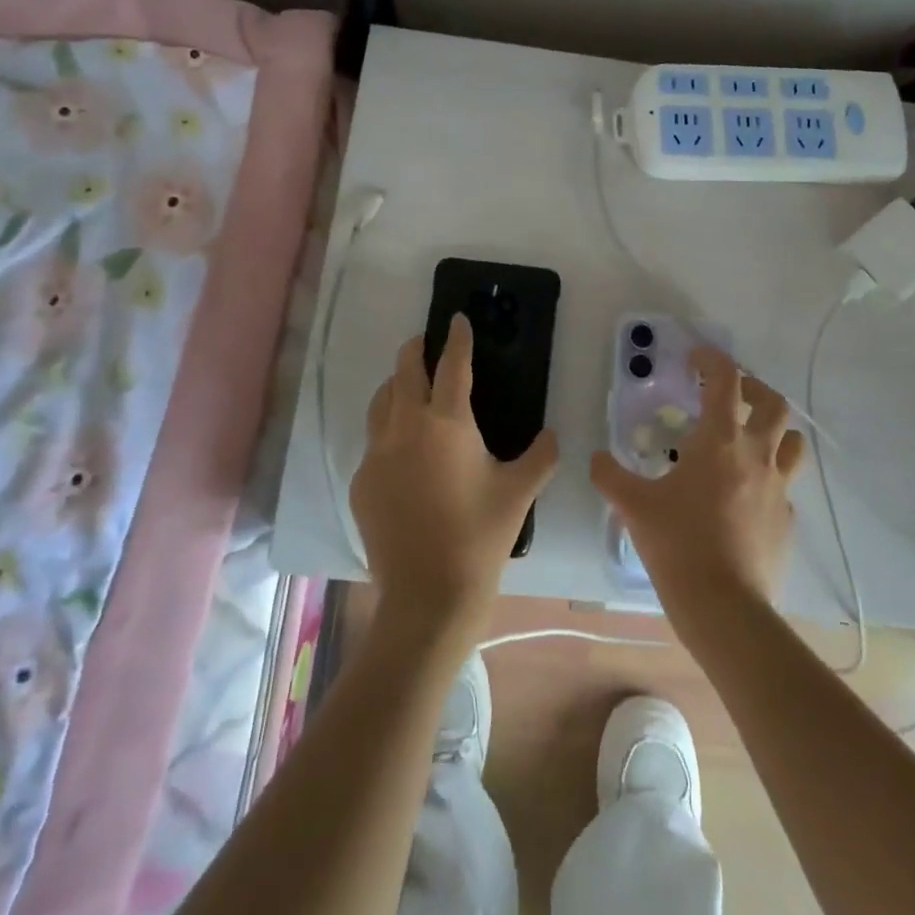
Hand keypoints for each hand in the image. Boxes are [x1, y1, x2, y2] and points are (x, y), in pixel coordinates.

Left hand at [353, 315, 557, 640]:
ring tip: (409, 386)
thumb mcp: (520, 492)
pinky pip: (374, 441)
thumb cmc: (480, 537)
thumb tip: (552, 435)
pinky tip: (402, 450)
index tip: (456, 318)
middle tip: (427, 344)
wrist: (427, 596)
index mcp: (447, 422)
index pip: (452, 364)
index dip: (456, 337)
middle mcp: (406, 427)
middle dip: (416, 350)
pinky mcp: (362, 482)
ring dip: (395, 385)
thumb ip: (541, 455)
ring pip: (380, 401)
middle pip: (404, 371)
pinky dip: (388, 430)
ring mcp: (378, 454)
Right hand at [592, 346, 805, 621]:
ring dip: (773, 429)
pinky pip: (785, 485)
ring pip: (791, 440)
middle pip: (773, 402)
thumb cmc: (679, 545)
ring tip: (748, 437)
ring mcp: (779, 487)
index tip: (694, 358)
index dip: (711, 359)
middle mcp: (757, 454)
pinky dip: (769, 477)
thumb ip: (610, 476)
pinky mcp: (787, 519)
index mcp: (721, 440)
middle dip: (753, 388)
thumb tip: (595, 458)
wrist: (725, 608)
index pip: (725, 379)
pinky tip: (746, 494)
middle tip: (728, 395)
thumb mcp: (634, 506)